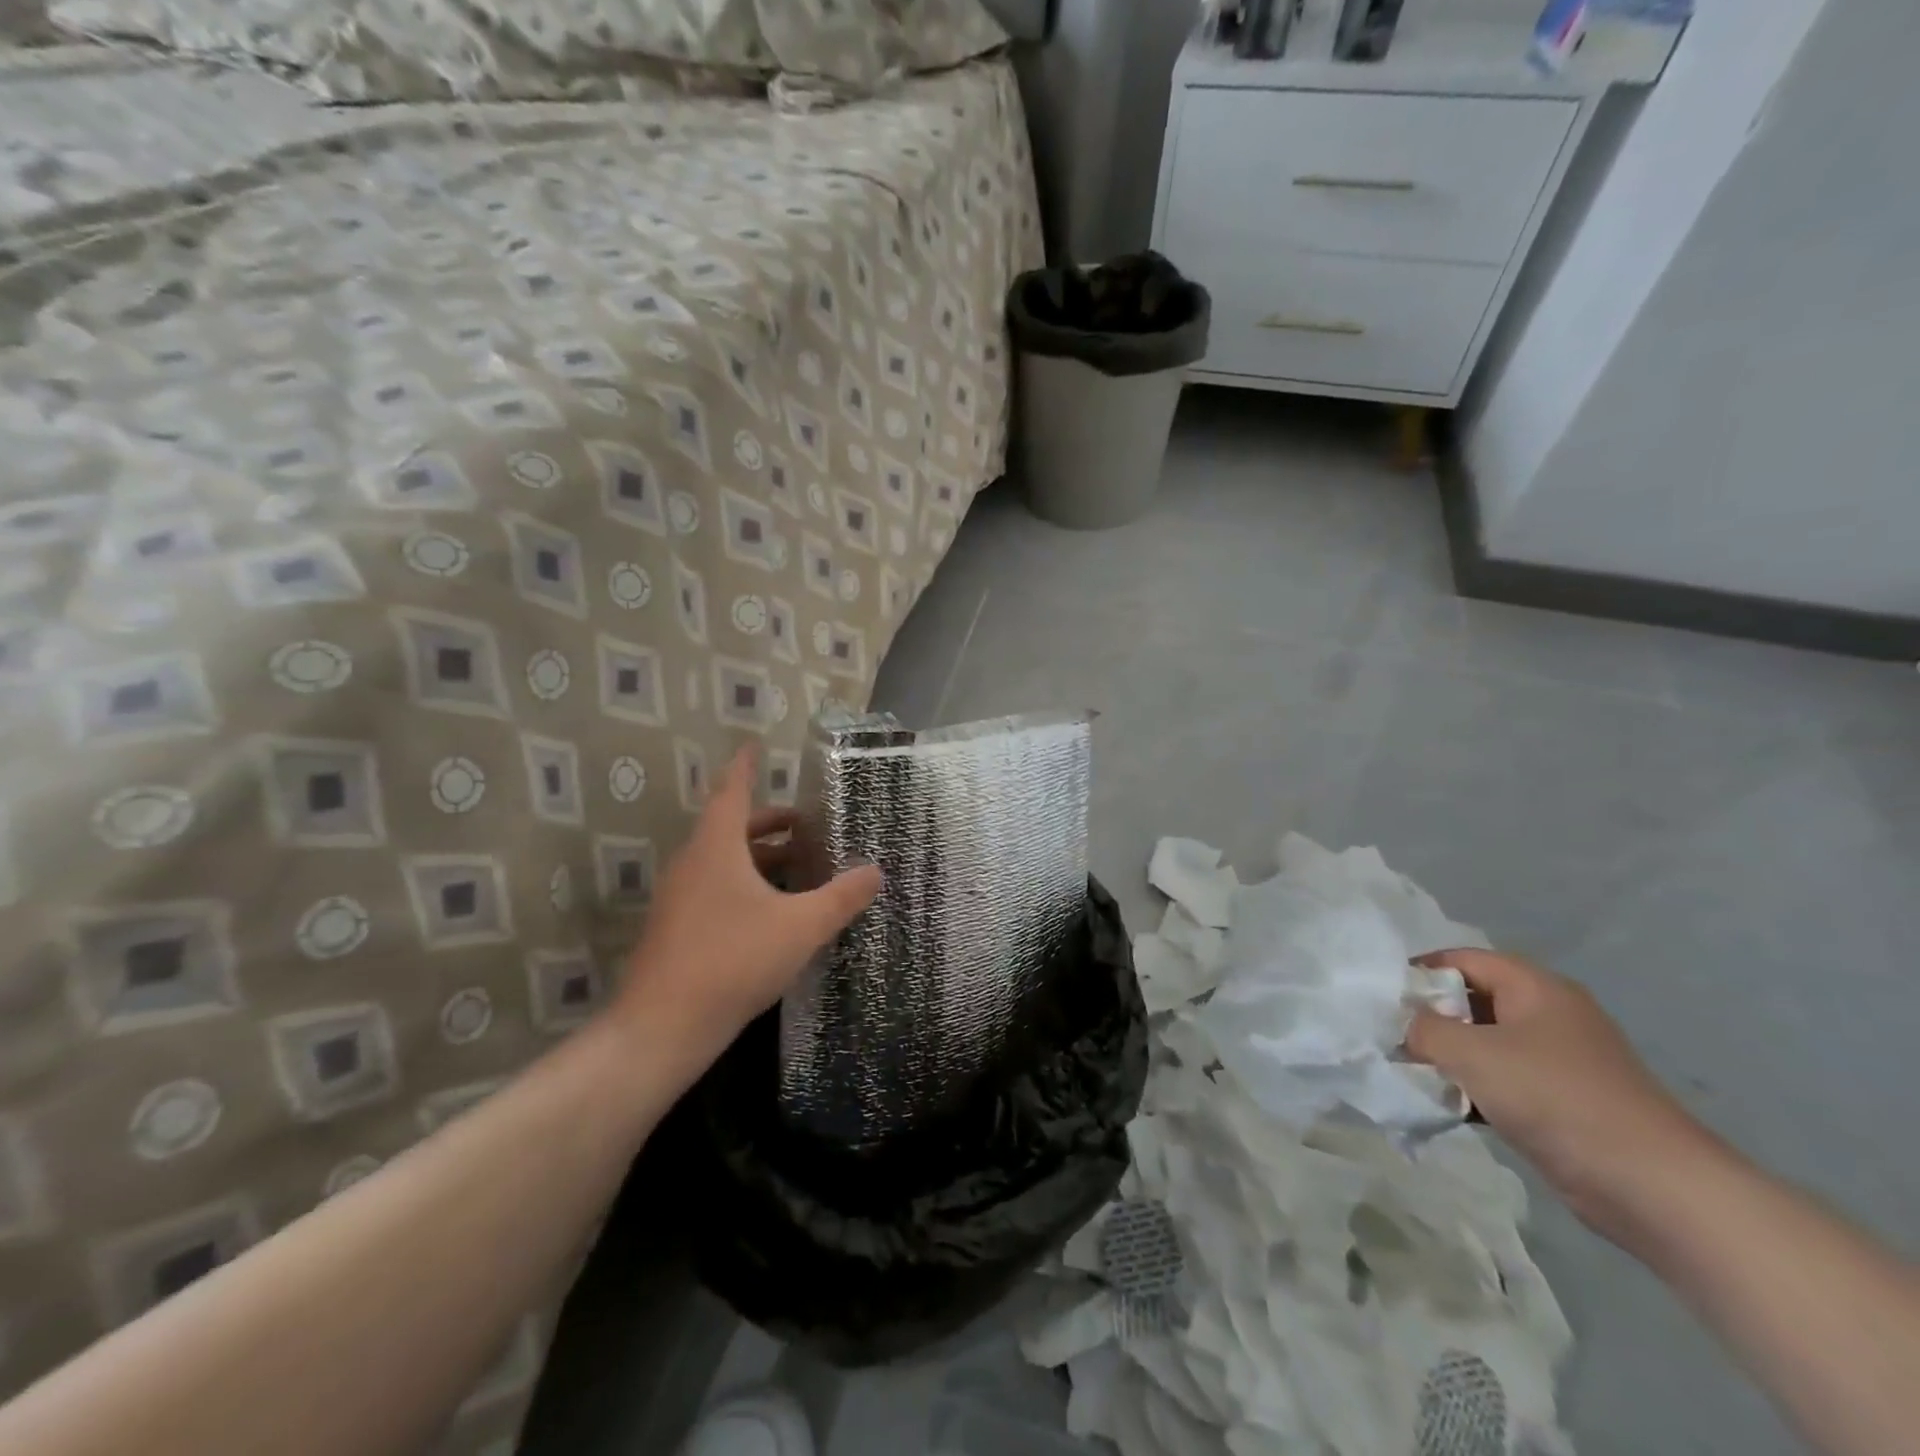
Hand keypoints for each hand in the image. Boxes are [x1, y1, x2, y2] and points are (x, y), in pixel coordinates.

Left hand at [617, 746, 881, 1074]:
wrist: (662, 1027)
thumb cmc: (733, 960)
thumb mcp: (801, 926)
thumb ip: (841, 897)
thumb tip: (876, 871)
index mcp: (716, 848)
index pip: (731, 791)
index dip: (744, 767)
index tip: (753, 746)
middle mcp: (692, 863)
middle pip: (730, 827)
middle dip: (767, 821)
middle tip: (803, 823)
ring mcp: (680, 897)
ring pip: (722, 860)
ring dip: (758, 856)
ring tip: (798, 865)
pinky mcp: (677, 928)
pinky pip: (715, 887)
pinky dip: (745, 883)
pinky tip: (773, 910)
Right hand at [1406, 948, 1713, 1239]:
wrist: (1653, 1186)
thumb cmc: (1555, 1097)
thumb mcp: (1473, 1053)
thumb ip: (1424, 1029)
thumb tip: (1401, 1024)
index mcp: (1535, 987)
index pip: (1463, 959)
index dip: (1419, 971)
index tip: (1380, 995)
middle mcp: (1548, 1015)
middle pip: (1472, 1000)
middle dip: (1429, 1016)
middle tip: (1388, 1033)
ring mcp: (1558, 1061)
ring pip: (1484, 1043)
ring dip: (1447, 1057)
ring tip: (1406, 1070)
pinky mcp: (1561, 1102)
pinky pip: (1502, 1081)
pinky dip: (1471, 1089)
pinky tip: (1442, 1106)